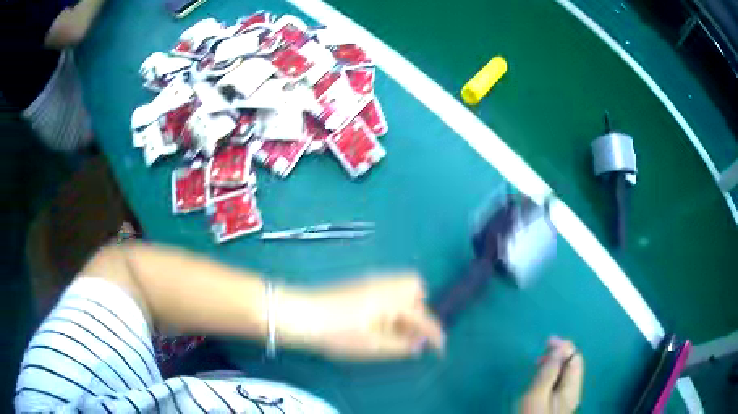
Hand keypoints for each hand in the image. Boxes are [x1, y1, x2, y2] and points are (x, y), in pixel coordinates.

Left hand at [279, 273, 445, 359]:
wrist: (301, 314)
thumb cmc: (337, 332)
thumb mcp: (372, 346)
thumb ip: (400, 345)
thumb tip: (419, 345)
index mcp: (394, 300)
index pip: (424, 318)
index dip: (435, 335)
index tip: (439, 350)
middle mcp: (387, 283)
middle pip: (416, 288)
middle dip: (419, 308)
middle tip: (409, 331)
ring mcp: (372, 280)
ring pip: (401, 285)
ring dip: (405, 304)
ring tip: (392, 327)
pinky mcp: (359, 282)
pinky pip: (387, 287)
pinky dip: (391, 301)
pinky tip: (376, 318)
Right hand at [520, 337, 584, 413]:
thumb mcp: (536, 395)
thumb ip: (549, 372)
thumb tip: (559, 347)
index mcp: (572, 387)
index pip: (575, 358)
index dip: (563, 346)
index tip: (546, 342)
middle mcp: (573, 391)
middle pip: (572, 365)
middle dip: (559, 355)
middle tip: (539, 356)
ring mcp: (566, 400)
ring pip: (565, 375)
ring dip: (555, 366)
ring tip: (538, 365)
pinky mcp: (558, 406)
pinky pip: (559, 384)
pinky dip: (552, 376)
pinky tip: (541, 381)